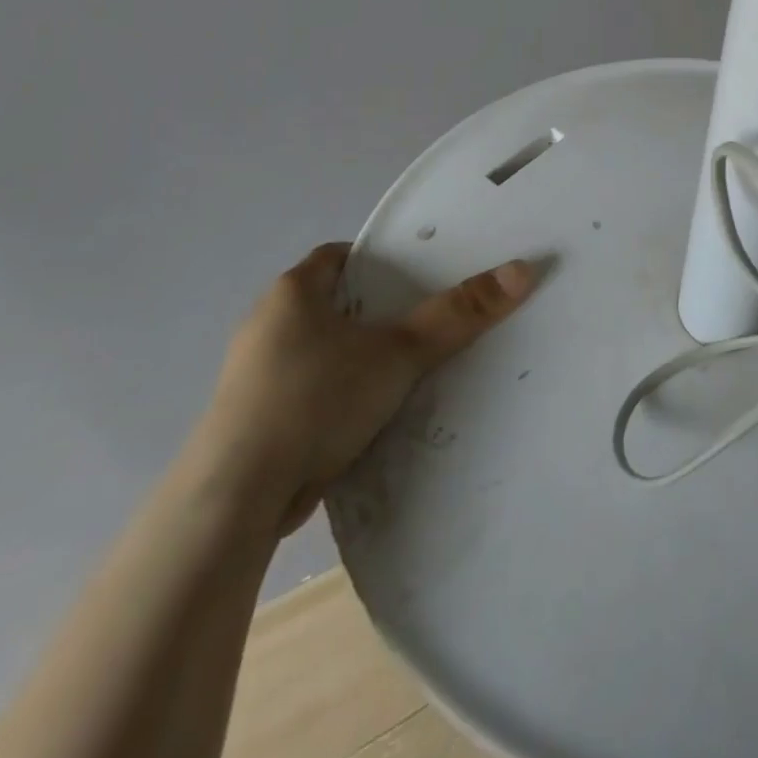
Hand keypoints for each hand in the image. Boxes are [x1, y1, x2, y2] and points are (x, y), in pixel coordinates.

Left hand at [193, 243, 538, 535]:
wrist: (234, 500)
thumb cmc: (315, 400)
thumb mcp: (399, 352)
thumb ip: (459, 314)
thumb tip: (523, 270)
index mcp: (292, 292)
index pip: (342, 257)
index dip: (382, 261)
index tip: (420, 275)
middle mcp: (266, 325)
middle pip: (335, 303)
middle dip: (377, 312)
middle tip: (427, 320)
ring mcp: (254, 375)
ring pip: (321, 349)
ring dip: (357, 356)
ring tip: (408, 367)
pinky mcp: (252, 420)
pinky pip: (309, 389)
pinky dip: (338, 394)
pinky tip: (369, 414)